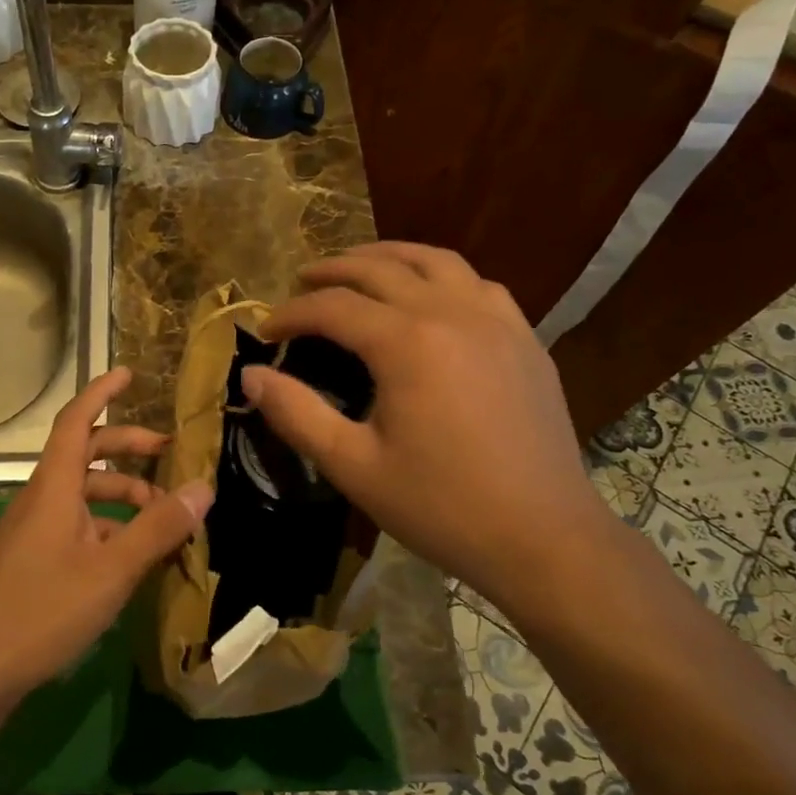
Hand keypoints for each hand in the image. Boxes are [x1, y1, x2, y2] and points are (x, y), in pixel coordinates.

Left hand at [0, 367, 213, 694]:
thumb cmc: (44, 609)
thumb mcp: (112, 570)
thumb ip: (158, 528)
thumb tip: (203, 487)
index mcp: (54, 487)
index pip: (77, 421)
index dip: (102, 393)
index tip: (130, 375)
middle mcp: (42, 498)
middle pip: (86, 454)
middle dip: (128, 448)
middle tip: (169, 455)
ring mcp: (35, 528)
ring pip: (84, 493)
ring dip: (124, 494)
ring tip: (165, 516)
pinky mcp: (35, 556)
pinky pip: (78, 523)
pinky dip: (110, 525)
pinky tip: (135, 553)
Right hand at [240, 242, 607, 597]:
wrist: (544, 538)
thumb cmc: (441, 506)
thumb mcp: (353, 466)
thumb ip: (296, 414)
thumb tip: (250, 376)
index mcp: (407, 343)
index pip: (333, 307)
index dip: (291, 314)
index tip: (264, 332)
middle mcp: (452, 313)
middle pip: (380, 268)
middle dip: (332, 271)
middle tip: (300, 282)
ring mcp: (497, 320)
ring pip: (435, 261)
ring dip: (388, 256)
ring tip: (358, 267)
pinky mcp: (525, 338)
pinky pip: (476, 284)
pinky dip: (440, 275)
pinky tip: (429, 295)